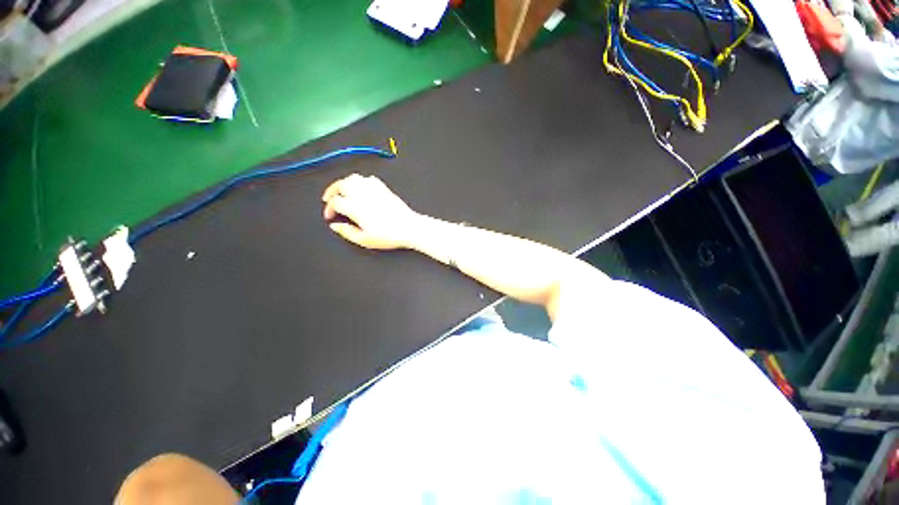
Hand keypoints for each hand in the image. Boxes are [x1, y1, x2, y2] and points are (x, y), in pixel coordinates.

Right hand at [322, 174, 421, 249]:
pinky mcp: (384, 188)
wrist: (409, 228)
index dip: (329, 208)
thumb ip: (346, 232)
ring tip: (342, 192)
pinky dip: (360, 181)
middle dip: (332, 191)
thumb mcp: (364, 240)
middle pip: (340, 184)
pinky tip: (361, 189)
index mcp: (355, 207)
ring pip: (353, 178)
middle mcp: (363, 194)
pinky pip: (368, 178)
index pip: (335, 202)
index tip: (330, 216)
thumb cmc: (389, 235)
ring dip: (344, 183)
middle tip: (329, 199)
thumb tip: (335, 226)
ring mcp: (374, 189)